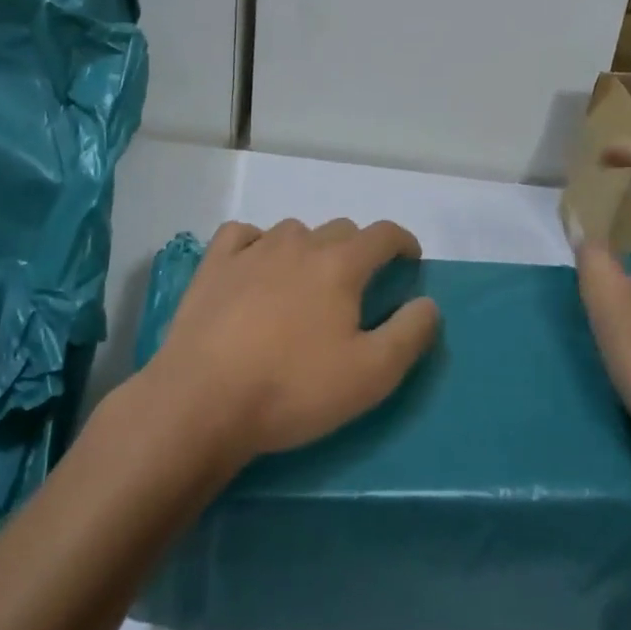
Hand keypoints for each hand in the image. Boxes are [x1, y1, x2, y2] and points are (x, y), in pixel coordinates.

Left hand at [139, 219, 441, 465]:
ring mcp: (253, 249)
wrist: (203, 400)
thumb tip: (427, 303)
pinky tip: (255, 266)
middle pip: (340, 230)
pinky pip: (243, 235)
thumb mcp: (370, 375)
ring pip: (294, 232)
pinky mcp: (214, 264)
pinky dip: (257, 244)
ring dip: (309, 249)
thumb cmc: (292, 388)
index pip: (382, 234)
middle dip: (357, 250)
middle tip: (357, 287)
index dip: (402, 242)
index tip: (410, 259)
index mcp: (340, 264)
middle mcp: (299, 243)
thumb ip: (409, 334)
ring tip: (305, 284)